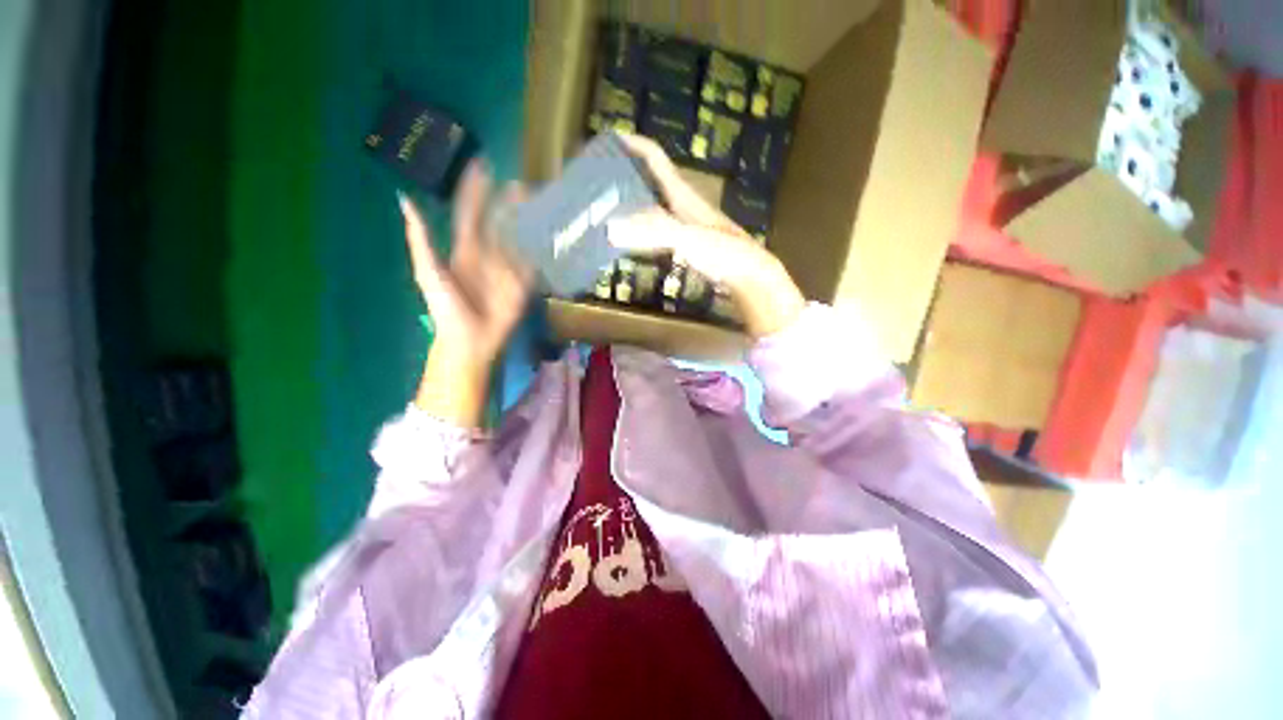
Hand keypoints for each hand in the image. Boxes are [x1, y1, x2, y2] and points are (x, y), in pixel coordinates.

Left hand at [400, 160, 532, 425]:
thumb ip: (420, 238)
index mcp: (465, 249)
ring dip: (527, 222)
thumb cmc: (447, 308)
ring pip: (518, 239)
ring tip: (539, 203)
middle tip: (521, 184)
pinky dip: (542, 251)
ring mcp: (508, 268)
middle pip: (499, 223)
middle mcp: (488, 253)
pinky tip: (551, 235)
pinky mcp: (523, 284)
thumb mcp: (428, 271)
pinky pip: (533, 264)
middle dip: (507, 202)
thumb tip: (404, 199)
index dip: (474, 190)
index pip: (470, 213)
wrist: (470, 339)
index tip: (483, 165)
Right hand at [607, 133, 805, 337]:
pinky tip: (628, 240)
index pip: (654, 158)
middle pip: (649, 180)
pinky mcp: (685, 243)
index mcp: (681, 193)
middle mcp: (681, 203)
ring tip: (605, 208)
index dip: (632, 144)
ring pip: (651, 205)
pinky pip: (655, 230)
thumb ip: (652, 231)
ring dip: (630, 203)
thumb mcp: (688, 237)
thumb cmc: (722, 251)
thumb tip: (611, 228)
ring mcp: (683, 223)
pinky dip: (639, 230)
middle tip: (596, 180)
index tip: (606, 139)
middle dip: (625, 174)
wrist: (748, 273)